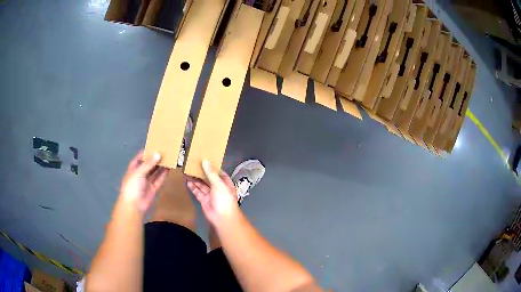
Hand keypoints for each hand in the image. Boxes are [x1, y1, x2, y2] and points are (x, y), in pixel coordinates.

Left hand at [119, 151, 168, 212]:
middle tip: (165, 151)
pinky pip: (159, 180)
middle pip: (149, 164)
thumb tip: (158, 154)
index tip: (156, 145)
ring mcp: (147, 181)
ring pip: (155, 172)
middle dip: (155, 158)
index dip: (147, 151)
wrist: (134, 205)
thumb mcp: (139, 172)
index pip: (140, 157)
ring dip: (161, 166)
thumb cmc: (132, 186)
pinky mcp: (153, 188)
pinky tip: (169, 169)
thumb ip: (149, 164)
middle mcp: (140, 174)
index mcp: (134, 168)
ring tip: (169, 158)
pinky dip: (163, 175)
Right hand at [187, 160, 239, 225]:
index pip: (219, 173)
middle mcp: (218, 188)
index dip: (212, 167)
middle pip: (209, 179)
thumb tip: (205, 160)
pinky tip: (187, 181)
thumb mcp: (219, 184)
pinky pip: (198, 192)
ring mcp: (211, 195)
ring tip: (188, 172)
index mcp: (225, 183)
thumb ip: (211, 173)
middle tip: (193, 165)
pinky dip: (193, 187)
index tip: (204, 160)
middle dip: (202, 173)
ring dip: (196, 179)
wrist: (222, 218)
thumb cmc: (224, 199)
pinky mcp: (204, 201)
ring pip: (202, 185)